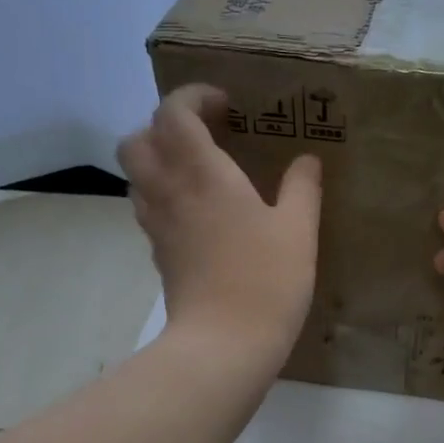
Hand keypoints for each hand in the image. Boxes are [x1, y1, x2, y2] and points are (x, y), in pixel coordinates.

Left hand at [119, 84, 321, 369]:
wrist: (224, 345)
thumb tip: (306, 162)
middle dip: (164, 126)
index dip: (193, 97)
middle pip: (137, 140)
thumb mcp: (298, 230)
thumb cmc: (266, 280)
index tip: (226, 107)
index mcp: (202, 174)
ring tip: (202, 171)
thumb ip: (302, 188)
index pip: (173, 113)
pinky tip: (200, 212)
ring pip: (137, 175)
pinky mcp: (159, 254)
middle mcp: (169, 192)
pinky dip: (165, 194)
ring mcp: (158, 225)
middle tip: (205, 136)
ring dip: (161, 160)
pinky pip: (148, 207)